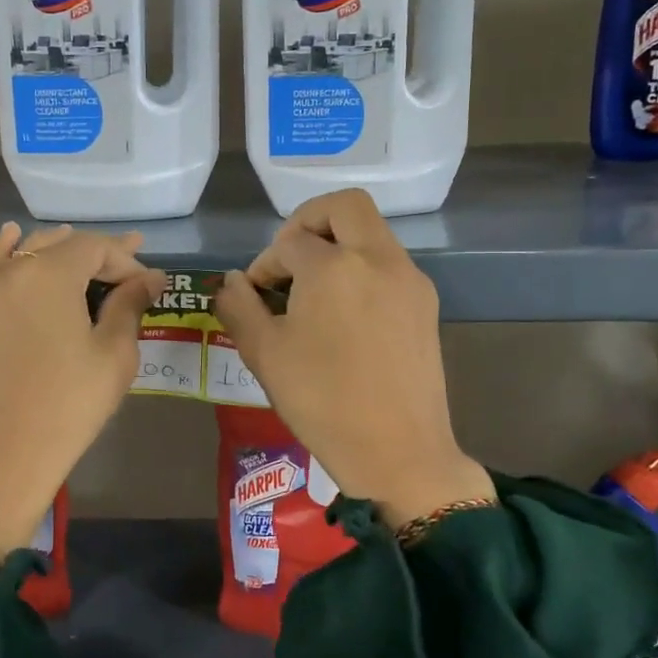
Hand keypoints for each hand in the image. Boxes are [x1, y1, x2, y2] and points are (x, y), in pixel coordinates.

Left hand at [0, 222, 164, 566]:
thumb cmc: (66, 408)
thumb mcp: (113, 356)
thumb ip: (130, 305)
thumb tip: (150, 277)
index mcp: (46, 273)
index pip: (93, 246)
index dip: (124, 258)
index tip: (146, 283)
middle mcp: (4, 271)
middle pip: (54, 244)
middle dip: (91, 253)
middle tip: (122, 262)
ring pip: (16, 254)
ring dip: (48, 251)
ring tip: (70, 246)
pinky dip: (6, 264)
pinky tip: (12, 256)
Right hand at [213, 189, 490, 526]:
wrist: (399, 452)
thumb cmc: (323, 402)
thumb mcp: (264, 354)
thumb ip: (239, 306)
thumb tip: (231, 282)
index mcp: (333, 266)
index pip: (288, 243)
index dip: (264, 265)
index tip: (255, 295)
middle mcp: (377, 258)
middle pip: (344, 206)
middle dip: (308, 221)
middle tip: (289, 258)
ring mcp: (408, 278)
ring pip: (371, 231)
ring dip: (338, 243)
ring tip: (313, 290)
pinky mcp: (425, 302)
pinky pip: (388, 262)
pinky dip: (361, 267)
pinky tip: (344, 313)